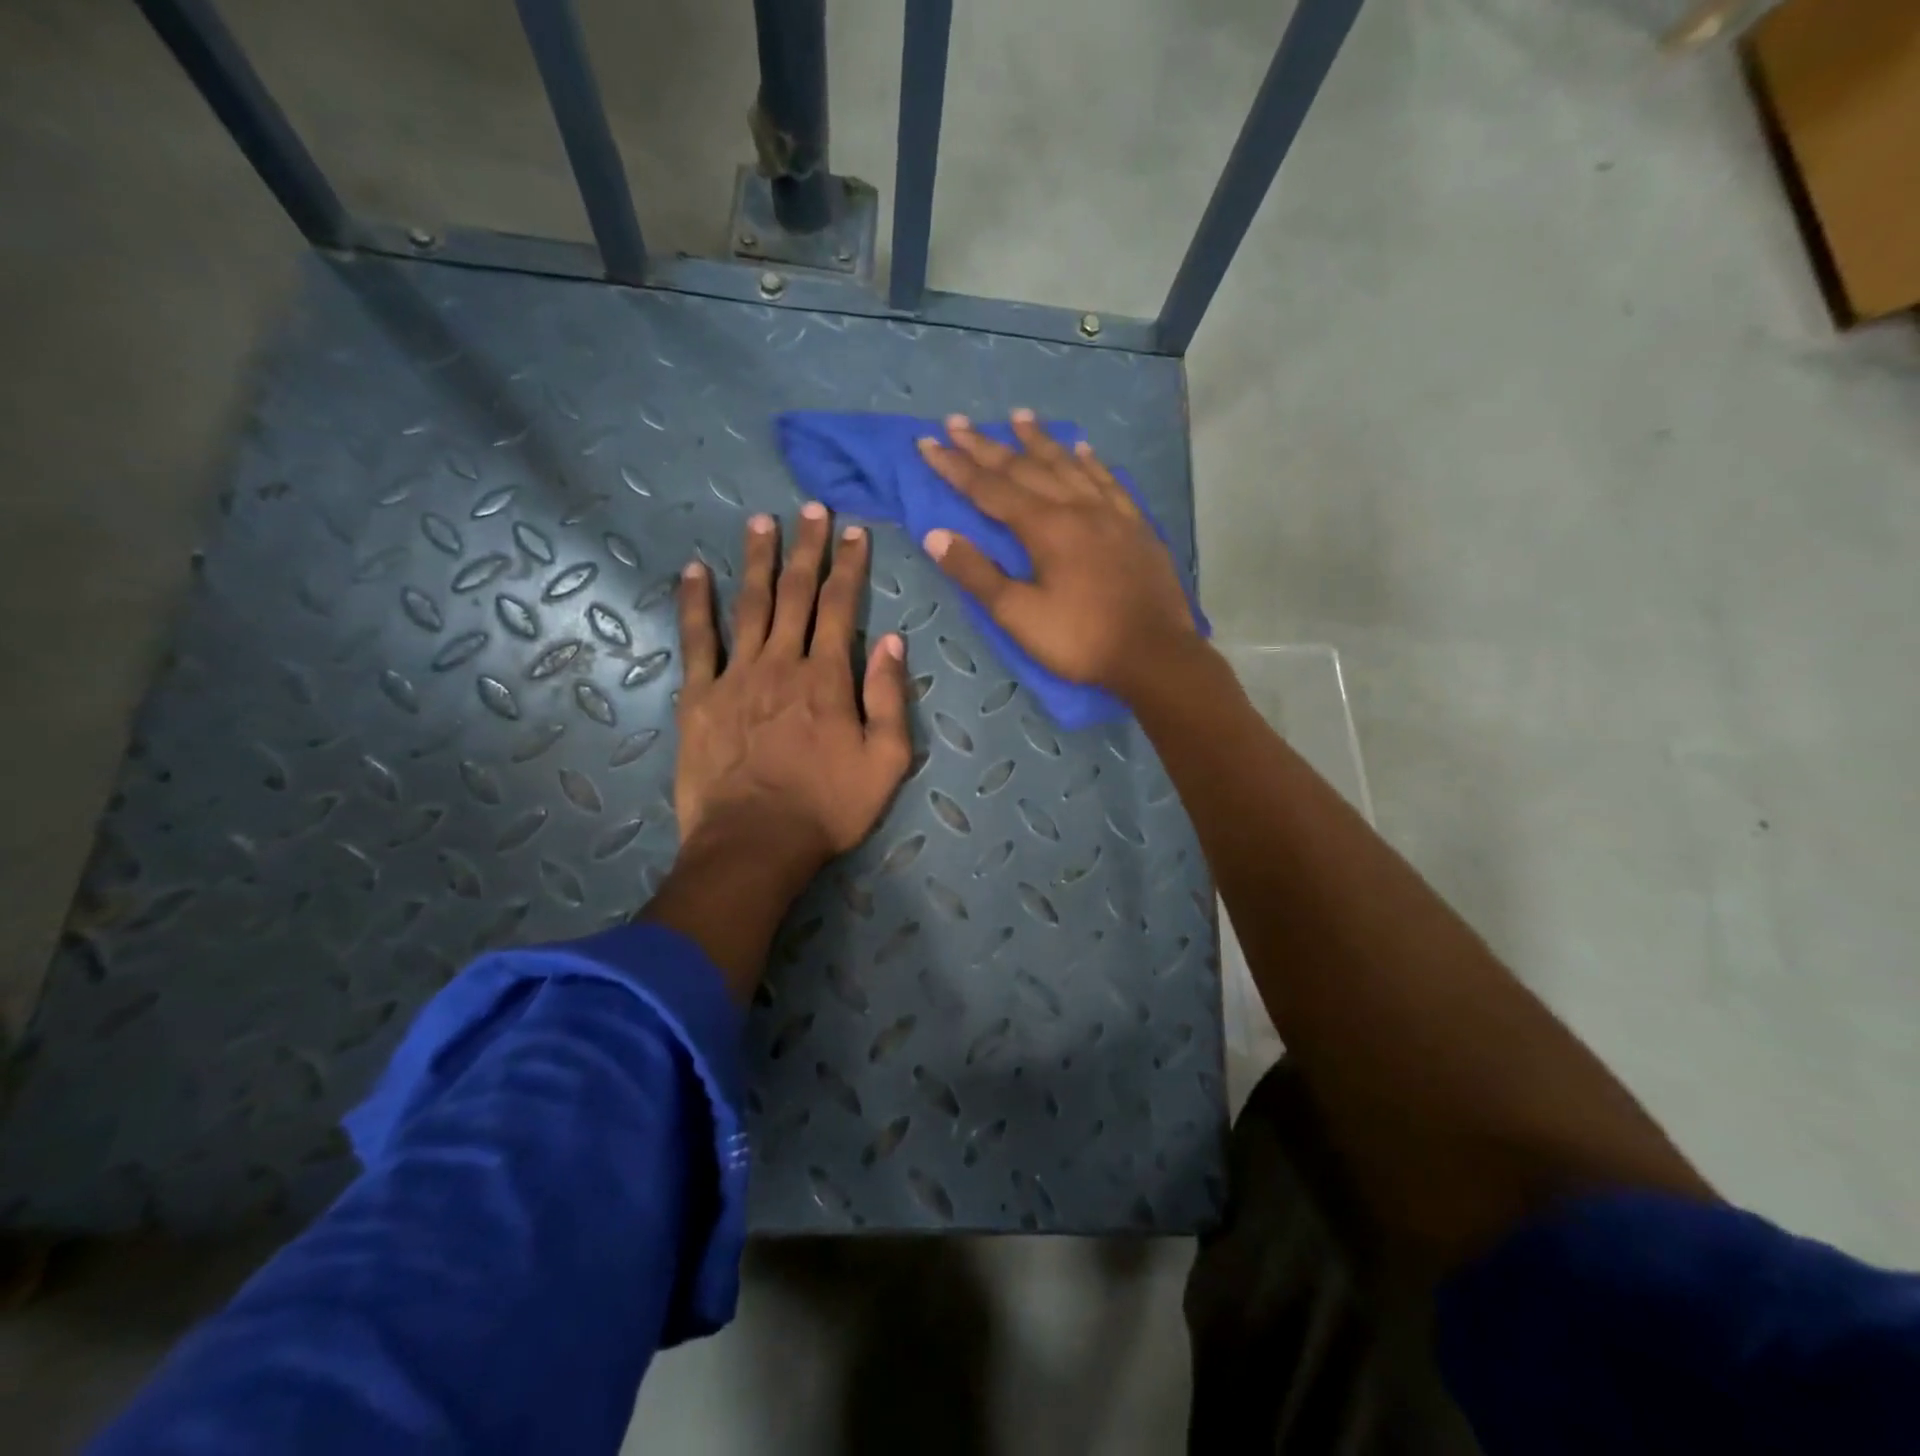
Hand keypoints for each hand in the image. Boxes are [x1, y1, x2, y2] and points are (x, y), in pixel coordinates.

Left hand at [673, 503, 911, 876]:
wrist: (755, 843)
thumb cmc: (828, 807)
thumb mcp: (886, 761)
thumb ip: (890, 698)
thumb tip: (893, 641)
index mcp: (828, 677)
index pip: (842, 606)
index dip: (849, 566)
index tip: (854, 532)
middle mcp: (782, 663)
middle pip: (796, 594)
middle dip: (806, 548)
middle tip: (810, 509)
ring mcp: (736, 676)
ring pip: (749, 605)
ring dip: (756, 560)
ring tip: (760, 522)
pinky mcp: (700, 697)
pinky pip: (696, 641)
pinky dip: (694, 604)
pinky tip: (693, 571)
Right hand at [914, 411, 1197, 698]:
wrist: (1154, 654)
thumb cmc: (1080, 638)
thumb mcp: (1019, 615)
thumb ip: (977, 574)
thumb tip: (935, 536)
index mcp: (1045, 527)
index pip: (989, 488)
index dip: (955, 466)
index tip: (927, 444)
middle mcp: (1077, 507)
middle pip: (1025, 468)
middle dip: (987, 445)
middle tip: (958, 422)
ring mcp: (1111, 512)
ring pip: (1068, 465)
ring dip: (1039, 441)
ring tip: (1018, 416)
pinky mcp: (1136, 526)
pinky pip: (1108, 481)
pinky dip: (1090, 461)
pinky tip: (1083, 449)